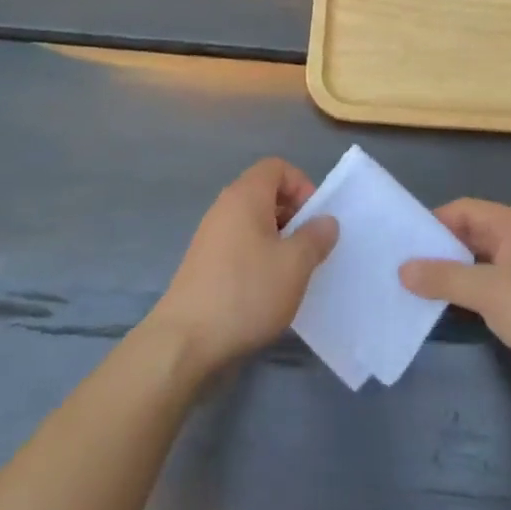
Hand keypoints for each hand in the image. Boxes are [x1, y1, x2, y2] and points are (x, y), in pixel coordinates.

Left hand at [146, 157, 338, 377]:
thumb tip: (325, 222)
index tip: (315, 218)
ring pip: (253, 223)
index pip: (277, 167)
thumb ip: (315, 238)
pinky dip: (258, 258)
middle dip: (292, 214)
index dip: (301, 185)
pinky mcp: (204, 265)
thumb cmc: (246, 292)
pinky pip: (239, 246)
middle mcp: (225, 208)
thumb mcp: (294, 265)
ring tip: (292, 272)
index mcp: (245, 196)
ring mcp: (210, 237)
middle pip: (265, 193)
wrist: (184, 342)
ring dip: (277, 240)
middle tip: (309, 247)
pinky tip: (267, 291)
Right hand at [401, 200, 510, 418]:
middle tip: (400, 266)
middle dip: (439, 250)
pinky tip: (442, 312)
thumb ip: (443, 278)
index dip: (434, 222)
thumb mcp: (487, 290)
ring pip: (478, 266)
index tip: (403, 241)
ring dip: (451, 276)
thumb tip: (403, 269)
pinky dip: (466, 298)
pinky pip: (488, 292)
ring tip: (412, 289)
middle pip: (471, 236)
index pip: (465, 210)